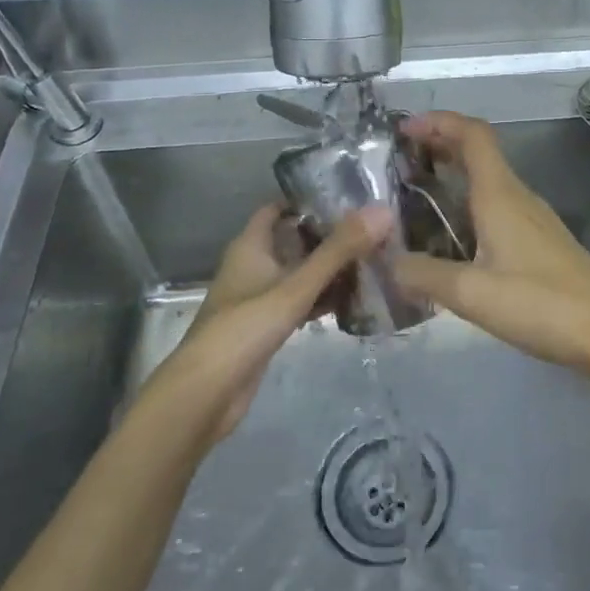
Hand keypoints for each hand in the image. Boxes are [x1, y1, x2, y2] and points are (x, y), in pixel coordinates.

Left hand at [165, 202, 390, 441]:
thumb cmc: (245, 328)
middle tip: (371, 230)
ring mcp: (259, 298)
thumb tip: (382, 211)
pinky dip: (322, 298)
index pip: (278, 209)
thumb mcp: (296, 286)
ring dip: (328, 269)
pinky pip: (300, 302)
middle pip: (293, 240)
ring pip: (299, 273)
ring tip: (372, 260)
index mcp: (250, 246)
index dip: (307, 200)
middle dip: (328, 235)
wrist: (207, 393)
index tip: (348, 197)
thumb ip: (339, 250)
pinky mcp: (266, 327)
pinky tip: (353, 301)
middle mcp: (253, 266)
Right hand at [391, 112, 589, 374]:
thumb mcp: (472, 294)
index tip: (403, 130)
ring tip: (413, 199)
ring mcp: (532, 220)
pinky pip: (496, 207)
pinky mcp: (538, 243)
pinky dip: (467, 205)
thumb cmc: (541, 305)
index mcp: (501, 195)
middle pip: (478, 153)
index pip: (472, 135)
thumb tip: (386, 261)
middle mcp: (517, 197)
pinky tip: (450, 239)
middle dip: (438, 146)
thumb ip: (424, 275)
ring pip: (487, 181)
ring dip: (452, 177)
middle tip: (397, 163)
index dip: (438, 121)